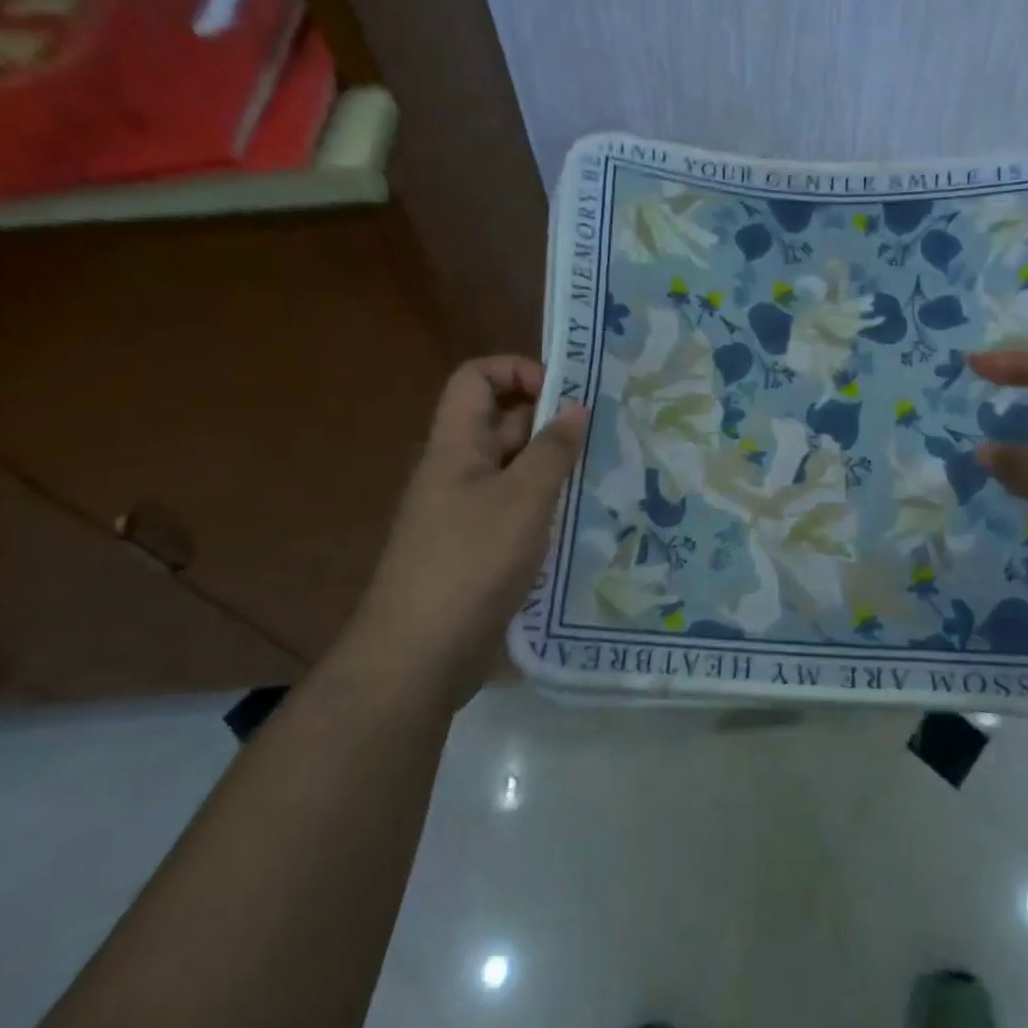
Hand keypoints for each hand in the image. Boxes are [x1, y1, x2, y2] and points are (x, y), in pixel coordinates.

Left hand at [353, 356, 585, 705]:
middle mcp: (460, 471)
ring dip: (557, 469)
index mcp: (457, 446)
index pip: (476, 379)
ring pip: (518, 470)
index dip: (517, 370)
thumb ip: (552, 450)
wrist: (419, 657)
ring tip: (608, 477)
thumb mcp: (522, 500)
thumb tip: (576, 407)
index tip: (565, 394)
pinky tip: (586, 521)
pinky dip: (549, 507)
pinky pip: (519, 510)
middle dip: (552, 423)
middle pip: (504, 423)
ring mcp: (469, 512)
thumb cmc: (470, 563)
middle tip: (607, 437)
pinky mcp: (481, 549)